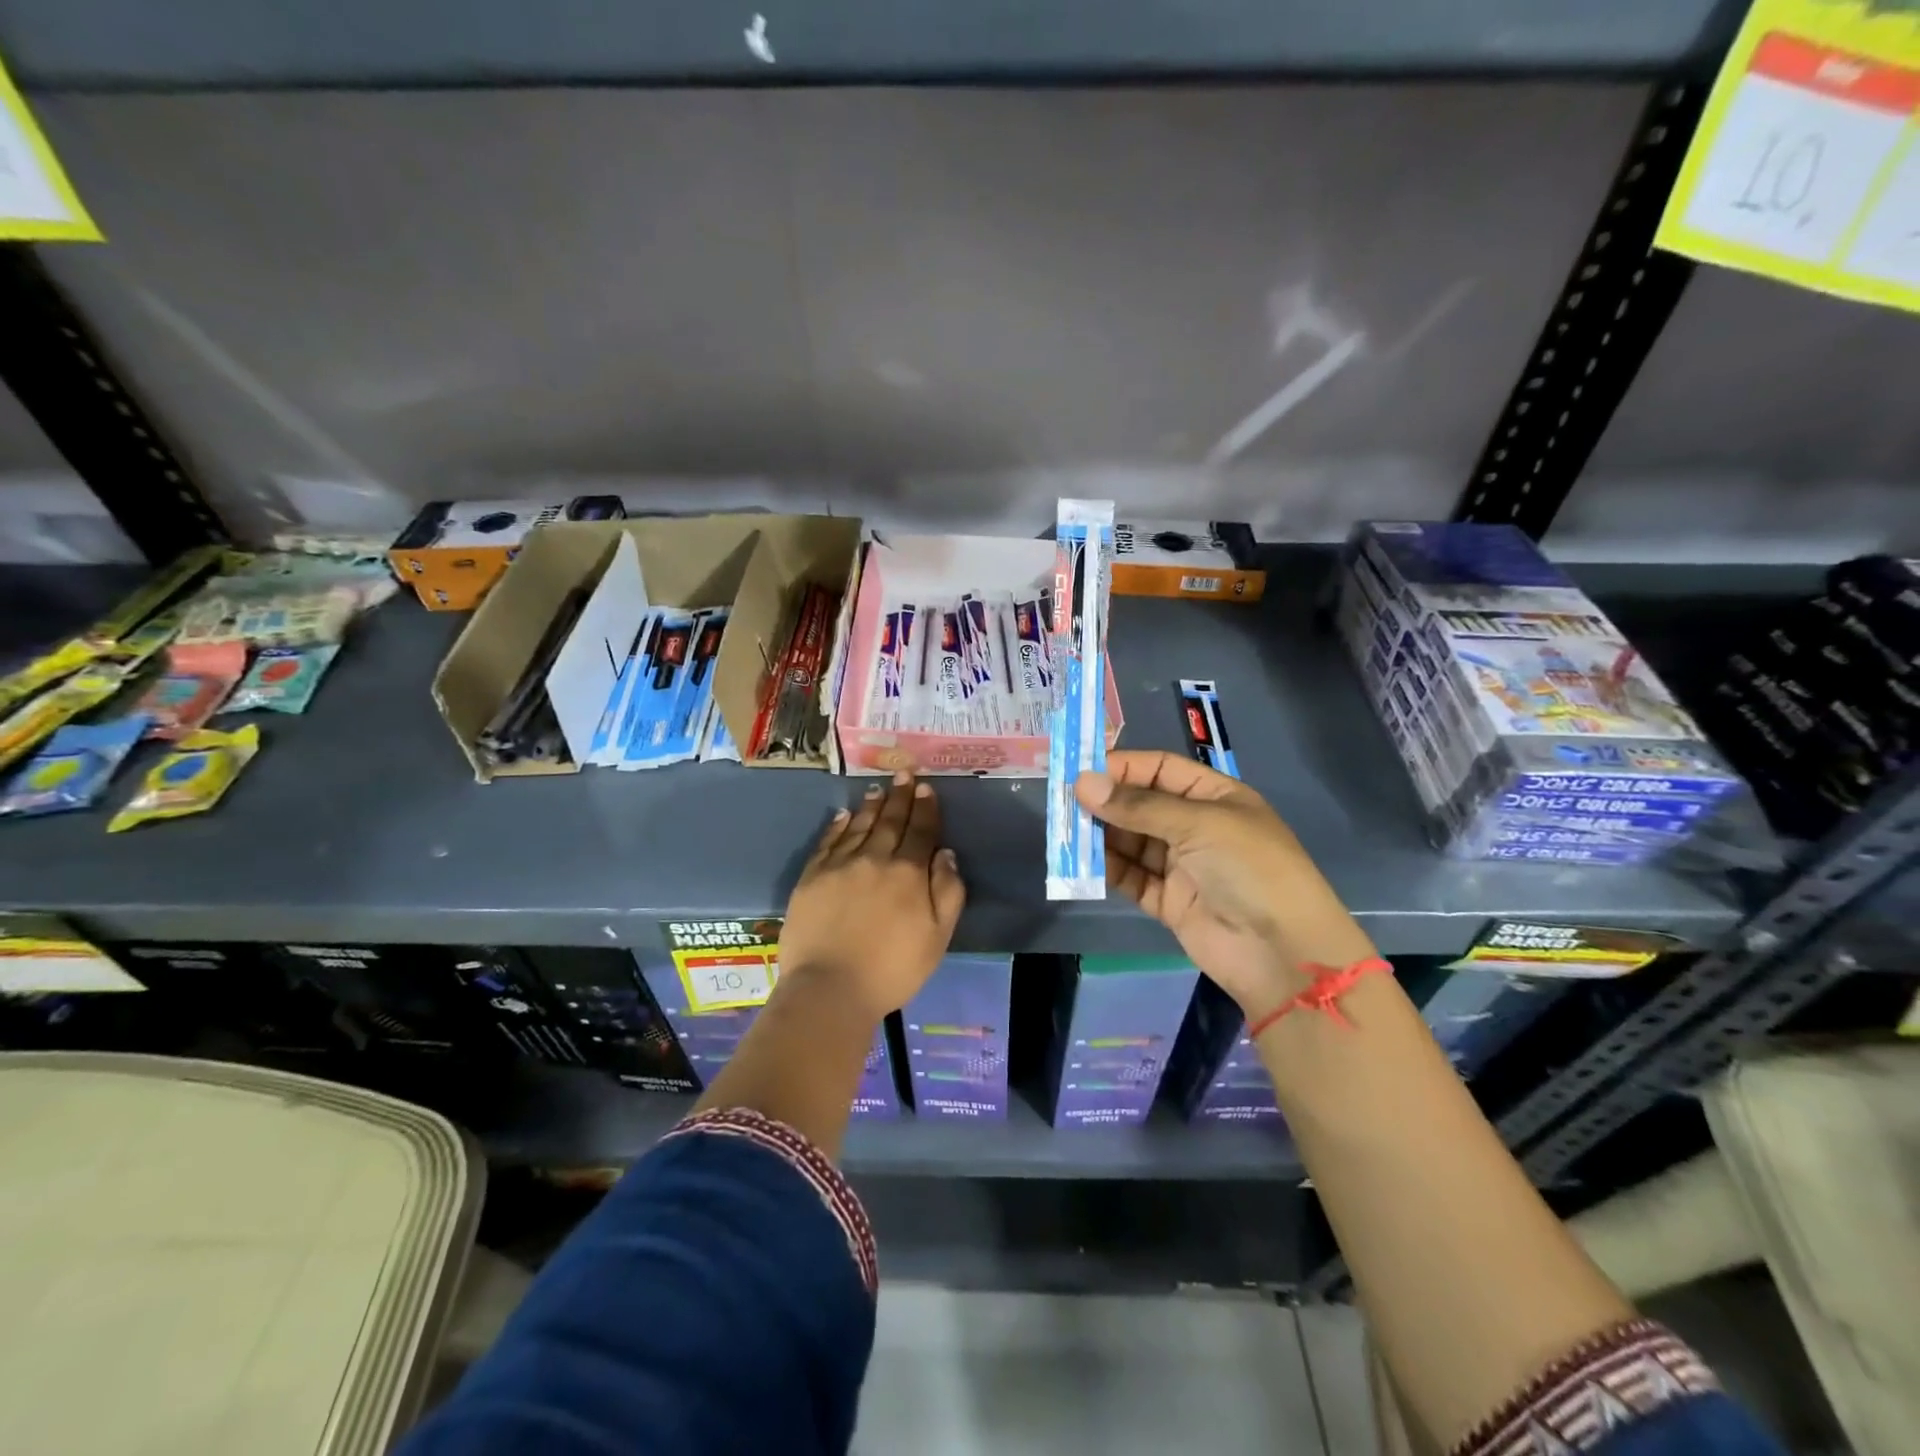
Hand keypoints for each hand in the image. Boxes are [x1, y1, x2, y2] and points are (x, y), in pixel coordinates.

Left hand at [779, 770, 965, 1020]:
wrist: (829, 988)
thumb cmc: (892, 969)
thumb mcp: (937, 936)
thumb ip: (947, 892)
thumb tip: (945, 853)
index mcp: (907, 873)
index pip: (920, 832)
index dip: (926, 809)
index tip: (926, 788)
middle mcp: (874, 859)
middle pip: (890, 821)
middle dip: (900, 796)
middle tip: (904, 773)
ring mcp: (839, 866)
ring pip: (859, 825)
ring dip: (871, 806)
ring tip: (878, 789)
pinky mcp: (811, 877)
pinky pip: (828, 842)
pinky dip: (838, 826)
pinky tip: (844, 816)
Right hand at [1074, 750, 1375, 1014]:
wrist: (1282, 953)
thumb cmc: (1250, 869)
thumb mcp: (1199, 824)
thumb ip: (1138, 806)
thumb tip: (1082, 783)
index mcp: (1213, 797)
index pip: (1159, 769)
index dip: (1121, 767)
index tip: (1080, 772)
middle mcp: (1195, 826)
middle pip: (1140, 804)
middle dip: (1105, 802)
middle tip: (1063, 803)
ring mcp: (1182, 865)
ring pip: (1130, 841)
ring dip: (1100, 835)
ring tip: (1065, 831)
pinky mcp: (1168, 901)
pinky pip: (1131, 877)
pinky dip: (1107, 869)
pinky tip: (1080, 863)